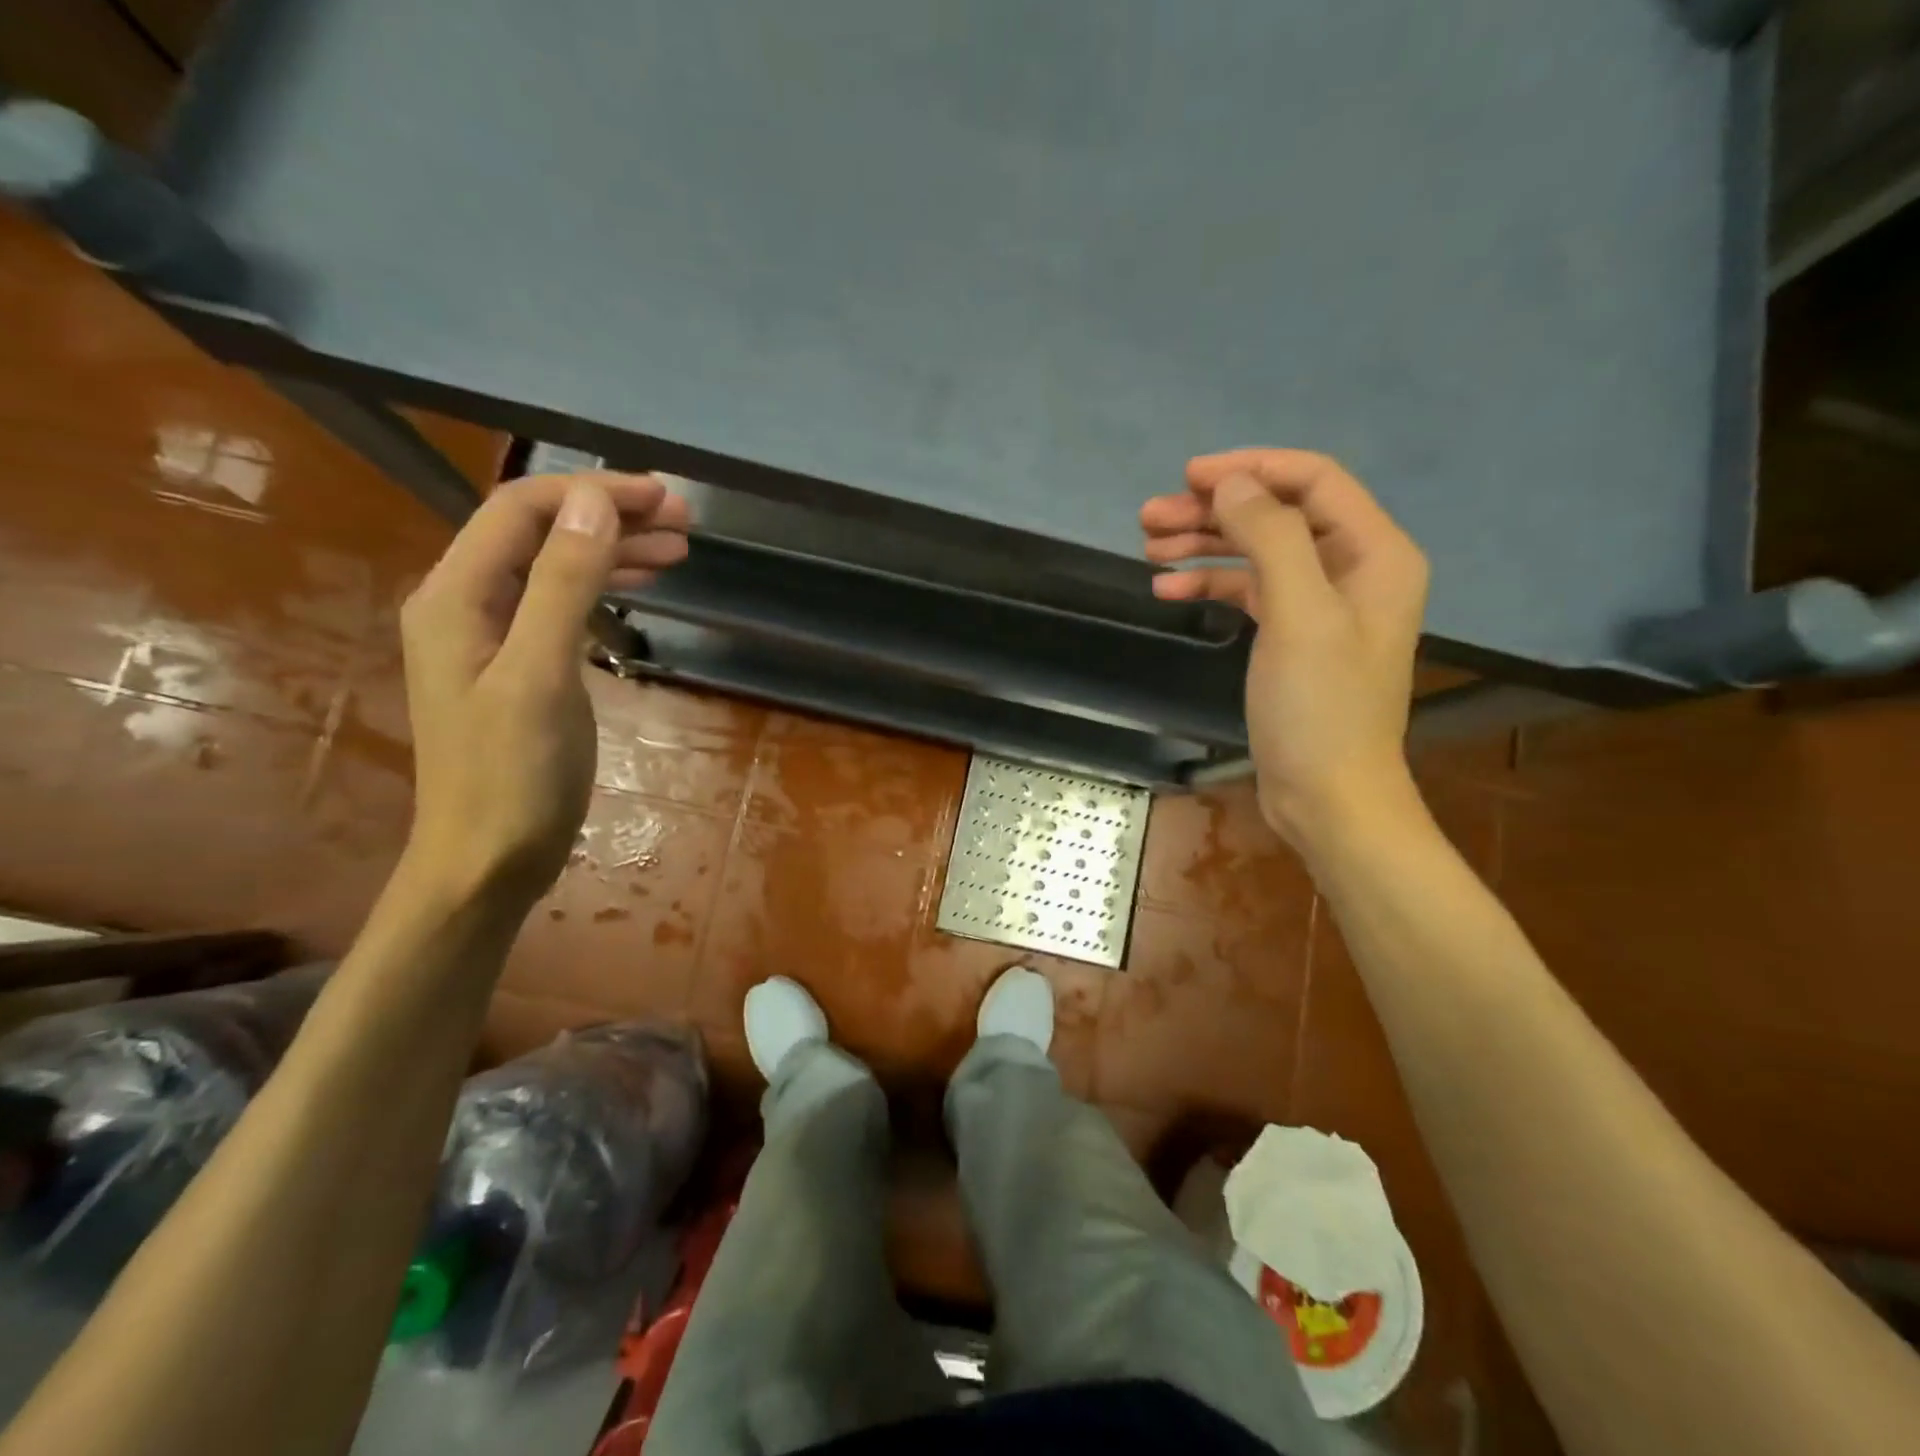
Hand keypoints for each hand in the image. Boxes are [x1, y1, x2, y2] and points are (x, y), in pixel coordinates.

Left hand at [399, 472, 689, 907]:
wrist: (488, 861)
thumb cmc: (513, 776)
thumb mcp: (542, 676)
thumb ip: (563, 584)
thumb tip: (595, 502)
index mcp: (456, 595)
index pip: (522, 510)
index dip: (593, 492)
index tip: (664, 498)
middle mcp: (466, 603)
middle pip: (540, 533)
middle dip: (610, 515)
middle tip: (684, 521)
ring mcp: (492, 637)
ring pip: (554, 567)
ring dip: (613, 549)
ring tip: (678, 548)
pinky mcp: (519, 666)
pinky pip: (561, 604)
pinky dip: (603, 587)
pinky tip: (638, 588)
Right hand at [1141, 449, 1428, 847]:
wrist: (1327, 796)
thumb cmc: (1320, 707)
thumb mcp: (1298, 614)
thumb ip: (1270, 536)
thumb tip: (1232, 484)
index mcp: (1375, 552)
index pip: (1312, 480)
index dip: (1250, 469)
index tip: (1188, 476)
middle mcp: (1352, 568)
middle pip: (1278, 514)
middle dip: (1214, 510)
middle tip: (1150, 517)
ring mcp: (1321, 604)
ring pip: (1257, 552)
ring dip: (1204, 545)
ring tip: (1148, 548)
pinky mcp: (1292, 636)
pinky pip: (1249, 592)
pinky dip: (1210, 584)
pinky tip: (1169, 589)